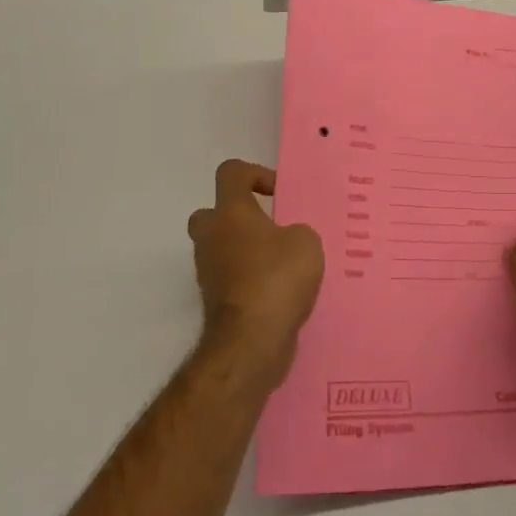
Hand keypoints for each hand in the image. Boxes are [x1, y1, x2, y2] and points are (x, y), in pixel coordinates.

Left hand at [188, 160, 324, 390]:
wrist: (251, 342)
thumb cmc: (277, 278)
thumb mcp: (306, 241)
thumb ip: (297, 231)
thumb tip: (287, 240)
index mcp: (230, 212)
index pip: (231, 173)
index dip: (255, 174)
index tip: (279, 193)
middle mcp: (211, 237)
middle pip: (213, 213)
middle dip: (239, 217)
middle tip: (271, 228)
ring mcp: (208, 271)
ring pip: (222, 249)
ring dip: (246, 252)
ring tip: (284, 264)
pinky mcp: (214, 302)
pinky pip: (231, 279)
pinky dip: (250, 280)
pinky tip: (281, 291)